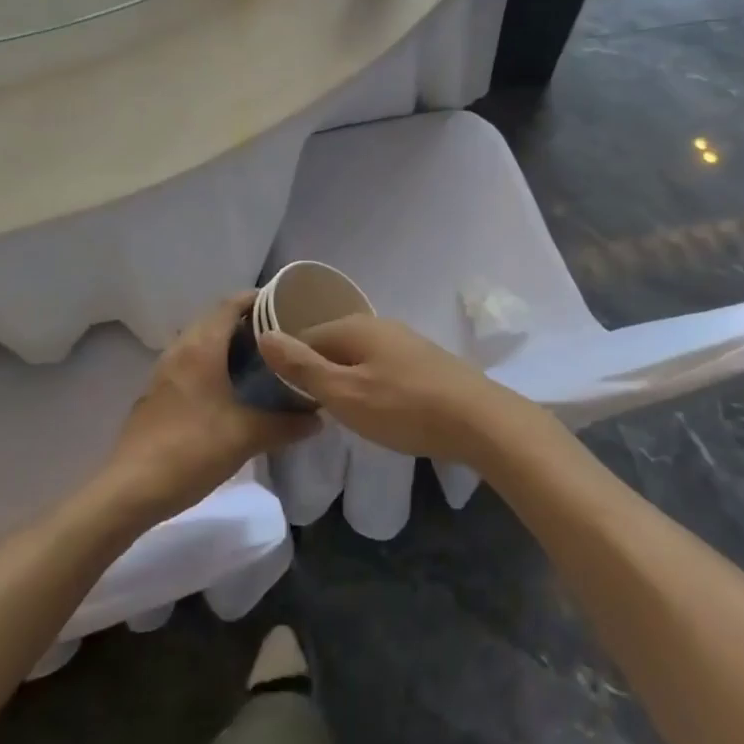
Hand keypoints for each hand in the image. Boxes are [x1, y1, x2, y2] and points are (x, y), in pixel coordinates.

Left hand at [104, 293, 317, 523]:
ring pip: (201, 341)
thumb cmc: (192, 450)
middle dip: (247, 321)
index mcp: (201, 346)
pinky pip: (191, 362)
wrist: (131, 489)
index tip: (287, 305)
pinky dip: (213, 362)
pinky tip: (231, 388)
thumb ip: (286, 424)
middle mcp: (181, 348)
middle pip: (216, 319)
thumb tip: (318, 418)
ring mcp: (164, 370)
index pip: (230, 304)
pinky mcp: (158, 392)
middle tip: (281, 335)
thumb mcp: (246, 436)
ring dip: (228, 343)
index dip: (258, 299)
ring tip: (261, 359)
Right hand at [257, 316, 527, 464]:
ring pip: (357, 356)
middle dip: (317, 372)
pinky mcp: (422, 360)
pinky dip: (369, 383)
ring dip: (344, 379)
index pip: (304, 337)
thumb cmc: (403, 408)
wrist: (478, 420)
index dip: (288, 365)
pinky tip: (376, 408)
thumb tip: (264, 335)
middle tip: (310, 410)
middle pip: (332, 344)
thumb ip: (303, 367)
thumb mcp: (344, 393)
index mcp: (353, 327)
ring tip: (339, 413)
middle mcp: (377, 324)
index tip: (282, 398)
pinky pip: (381, 366)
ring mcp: (403, 340)